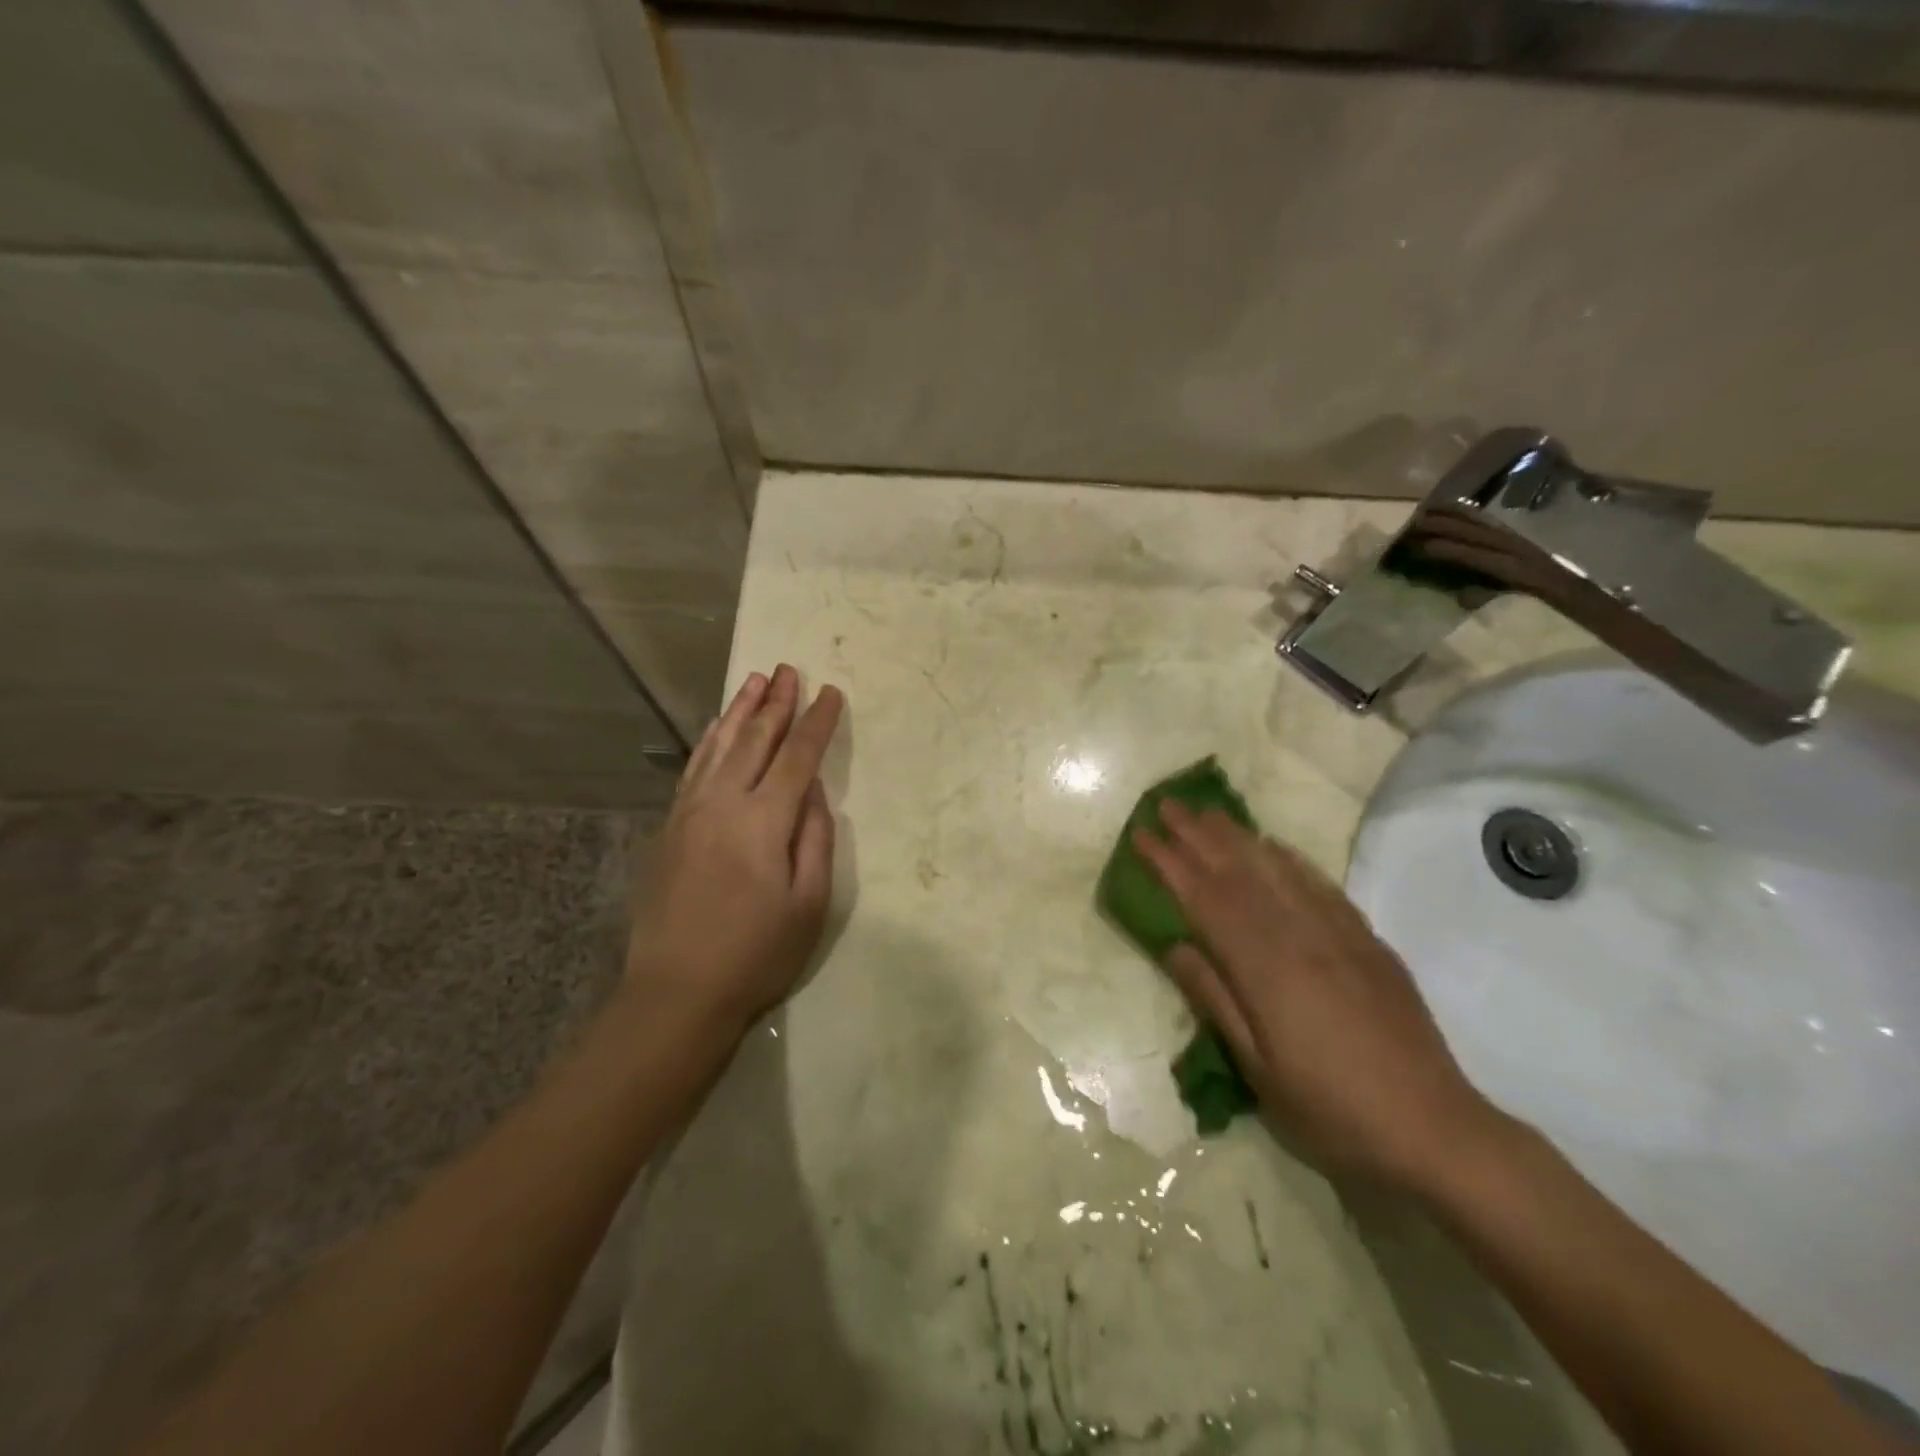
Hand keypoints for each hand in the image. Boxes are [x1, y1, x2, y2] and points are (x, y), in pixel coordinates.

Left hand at [626, 665, 843, 1038]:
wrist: (677, 991)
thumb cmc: (756, 952)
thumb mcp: (809, 903)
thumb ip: (816, 839)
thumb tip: (814, 793)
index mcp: (765, 820)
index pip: (798, 757)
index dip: (817, 723)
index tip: (830, 692)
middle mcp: (724, 803)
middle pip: (755, 740)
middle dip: (777, 703)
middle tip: (790, 670)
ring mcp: (691, 812)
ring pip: (719, 746)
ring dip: (740, 711)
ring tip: (755, 681)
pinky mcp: (671, 827)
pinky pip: (693, 769)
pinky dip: (708, 741)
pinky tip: (716, 728)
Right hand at [1135, 801, 1505, 1193]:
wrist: (1435, 1130)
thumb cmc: (1332, 1111)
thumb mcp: (1258, 1069)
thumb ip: (1215, 999)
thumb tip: (1176, 946)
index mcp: (1265, 969)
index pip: (1205, 901)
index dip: (1170, 864)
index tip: (1142, 835)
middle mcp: (1300, 937)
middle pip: (1239, 873)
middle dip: (1198, 836)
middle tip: (1167, 805)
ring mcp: (1338, 935)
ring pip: (1279, 871)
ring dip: (1239, 838)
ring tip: (1210, 813)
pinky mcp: (1368, 943)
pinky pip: (1322, 886)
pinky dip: (1292, 860)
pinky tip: (1276, 847)